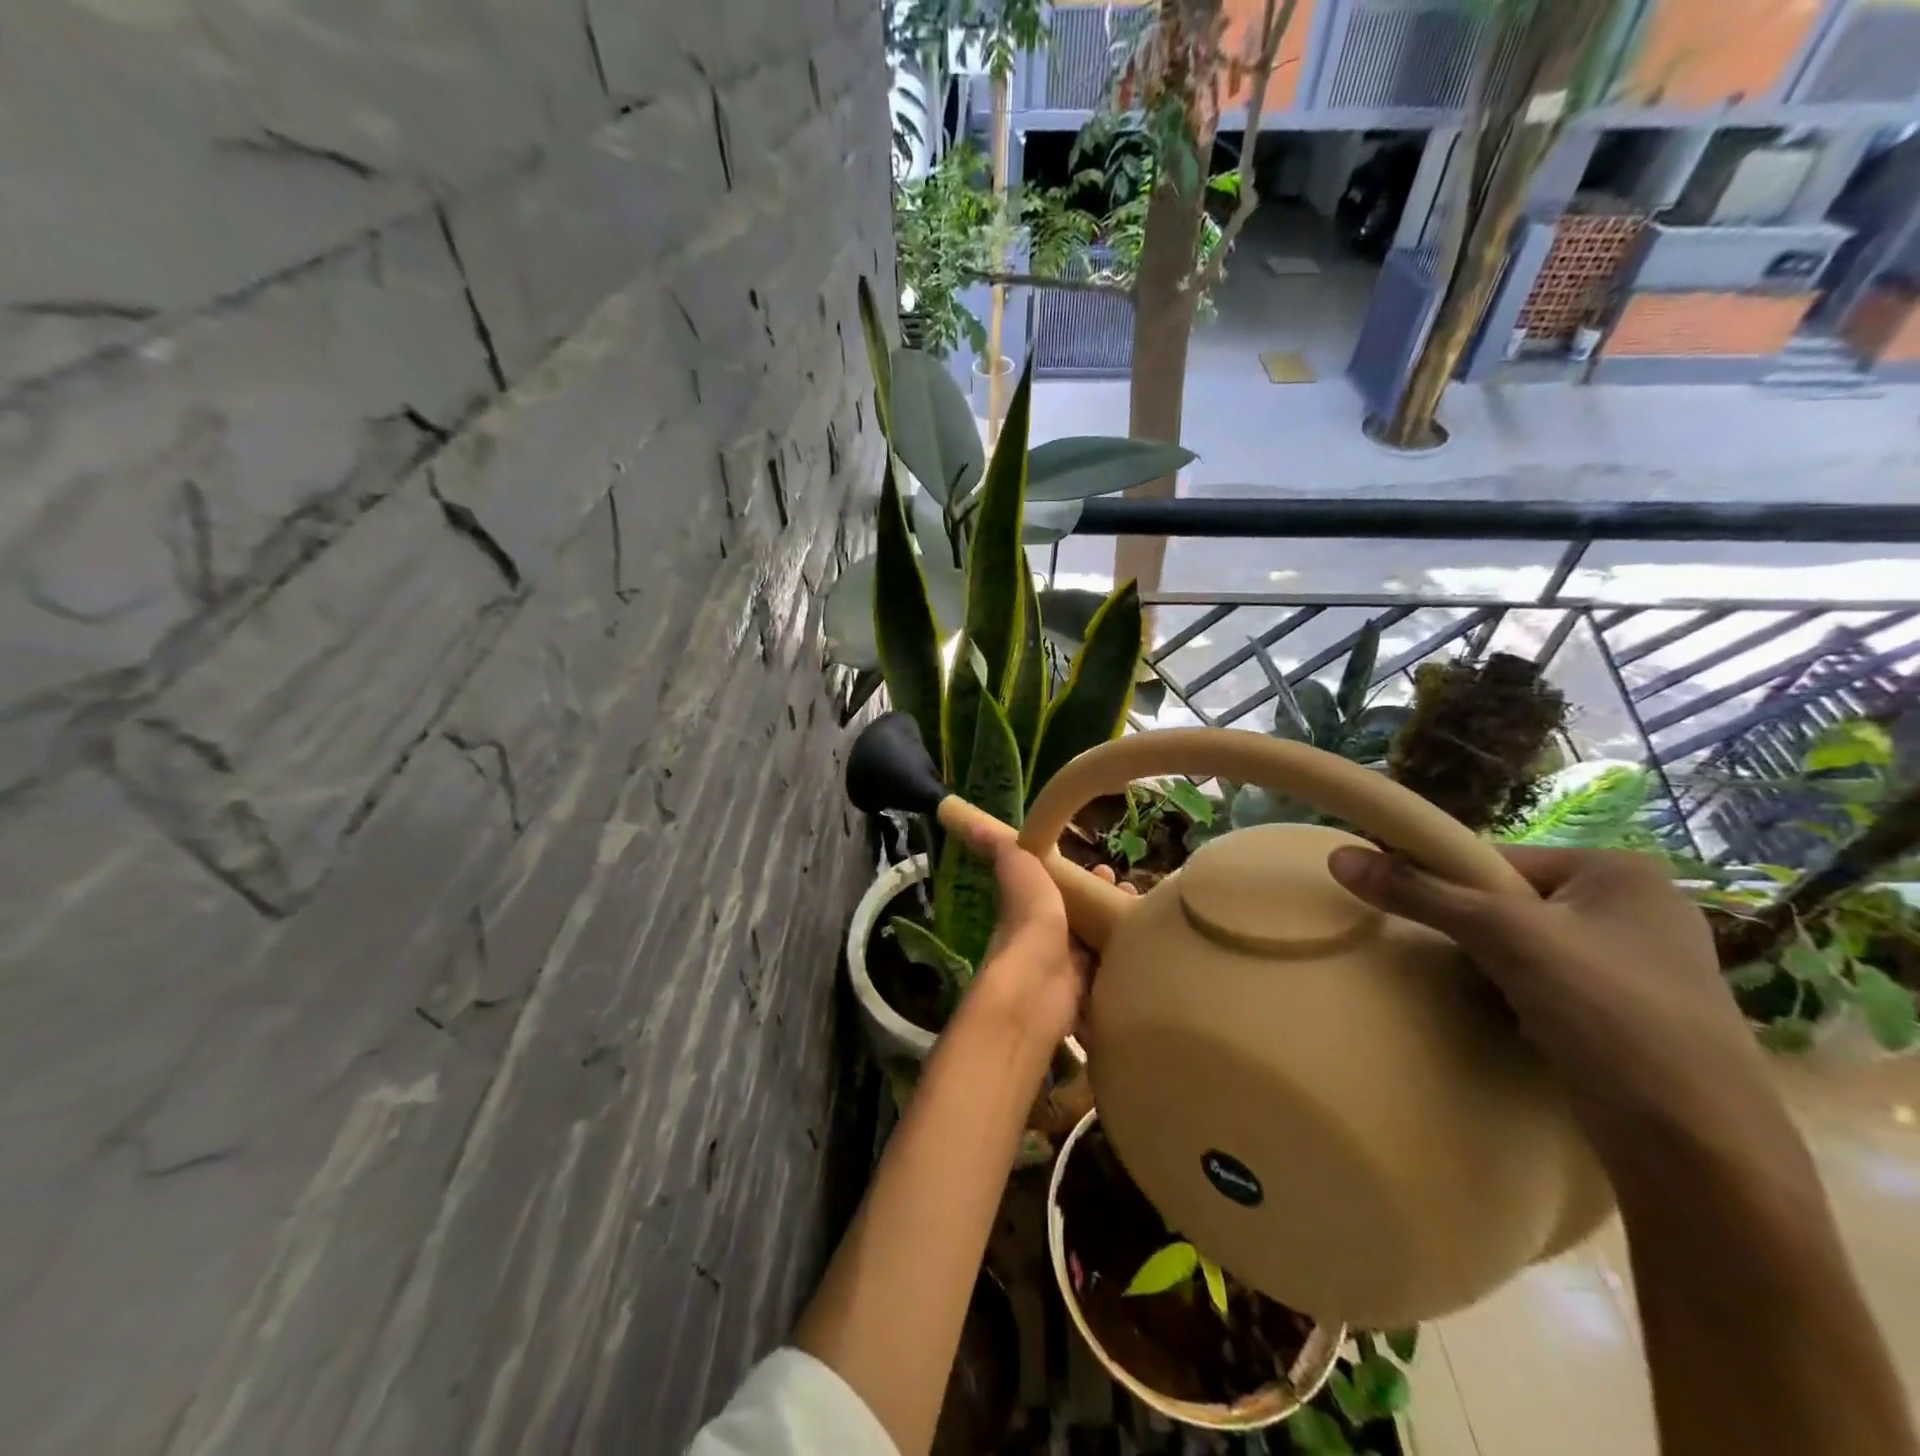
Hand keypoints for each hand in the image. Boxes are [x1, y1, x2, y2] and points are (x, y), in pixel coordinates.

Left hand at [959, 820, 1130, 1048]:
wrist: (1038, 988)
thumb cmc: (1029, 925)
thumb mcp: (1020, 874)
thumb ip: (1005, 852)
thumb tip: (973, 824)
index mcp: (1033, 912)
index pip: (1060, 891)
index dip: (1083, 879)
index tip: (1108, 868)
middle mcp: (1049, 942)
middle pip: (1084, 920)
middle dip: (1108, 904)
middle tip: (1133, 892)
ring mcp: (1069, 973)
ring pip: (1100, 948)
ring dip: (1121, 932)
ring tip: (1149, 920)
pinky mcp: (1090, 998)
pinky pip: (1112, 977)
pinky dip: (1129, 965)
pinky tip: (1149, 954)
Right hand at [1326, 845, 1775, 1141]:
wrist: (1701, 1151)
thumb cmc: (1610, 1014)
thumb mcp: (1503, 937)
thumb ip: (1420, 892)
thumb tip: (1337, 856)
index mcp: (1620, 870)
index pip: (1497, 859)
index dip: (1447, 883)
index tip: (1415, 915)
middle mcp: (1637, 906)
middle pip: (1509, 900)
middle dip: (1474, 932)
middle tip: (1457, 962)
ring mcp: (1641, 963)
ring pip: (1526, 944)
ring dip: (1492, 966)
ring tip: (1488, 996)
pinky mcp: (1635, 1012)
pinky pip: (1550, 981)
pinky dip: (1520, 994)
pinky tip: (1518, 1021)